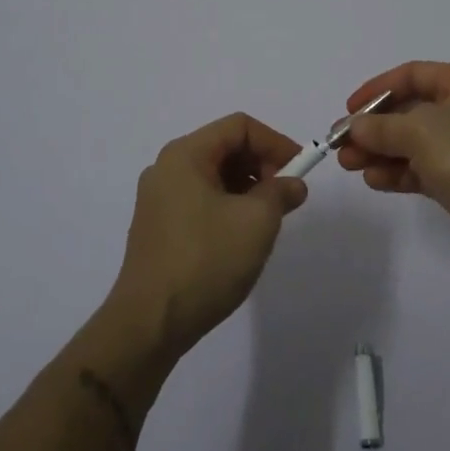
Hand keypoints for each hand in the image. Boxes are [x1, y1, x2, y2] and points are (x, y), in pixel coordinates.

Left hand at [111, 112, 308, 356]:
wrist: (150, 324)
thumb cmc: (206, 261)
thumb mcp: (257, 221)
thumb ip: (280, 192)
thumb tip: (293, 185)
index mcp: (185, 155)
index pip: (239, 126)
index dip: (275, 142)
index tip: (300, 170)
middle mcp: (166, 168)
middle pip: (225, 147)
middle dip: (262, 165)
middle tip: (286, 196)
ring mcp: (158, 199)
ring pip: (214, 176)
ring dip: (247, 188)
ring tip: (269, 219)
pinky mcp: (158, 228)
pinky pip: (200, 200)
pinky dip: (228, 206)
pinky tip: (242, 236)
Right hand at [336, 62, 449, 279]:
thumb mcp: (421, 132)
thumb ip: (381, 126)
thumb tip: (353, 127)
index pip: (413, 75)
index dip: (377, 89)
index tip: (348, 110)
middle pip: (410, 111)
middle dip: (374, 127)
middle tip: (341, 145)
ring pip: (414, 142)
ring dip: (381, 152)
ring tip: (349, 165)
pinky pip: (423, 168)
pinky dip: (399, 172)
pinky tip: (374, 180)